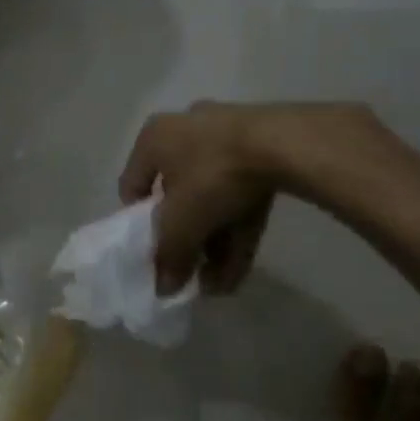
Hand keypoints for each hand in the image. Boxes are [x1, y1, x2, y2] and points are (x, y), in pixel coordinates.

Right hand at [119, 101, 391, 294]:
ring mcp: (229, 137)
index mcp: (154, 138)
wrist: (286, 144)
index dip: (139, 225)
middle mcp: (186, 131)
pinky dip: (238, 230)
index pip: (133, 186)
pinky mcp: (264, 149)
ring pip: (214, 199)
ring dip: (214, 245)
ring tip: (220, 285)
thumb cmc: (212, 176)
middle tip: (192, 274)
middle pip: (179, 197)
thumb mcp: (180, 223)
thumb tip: (163, 289)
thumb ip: (168, 257)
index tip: (154, 253)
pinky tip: (239, 271)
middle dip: (187, 242)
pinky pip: (242, 195)